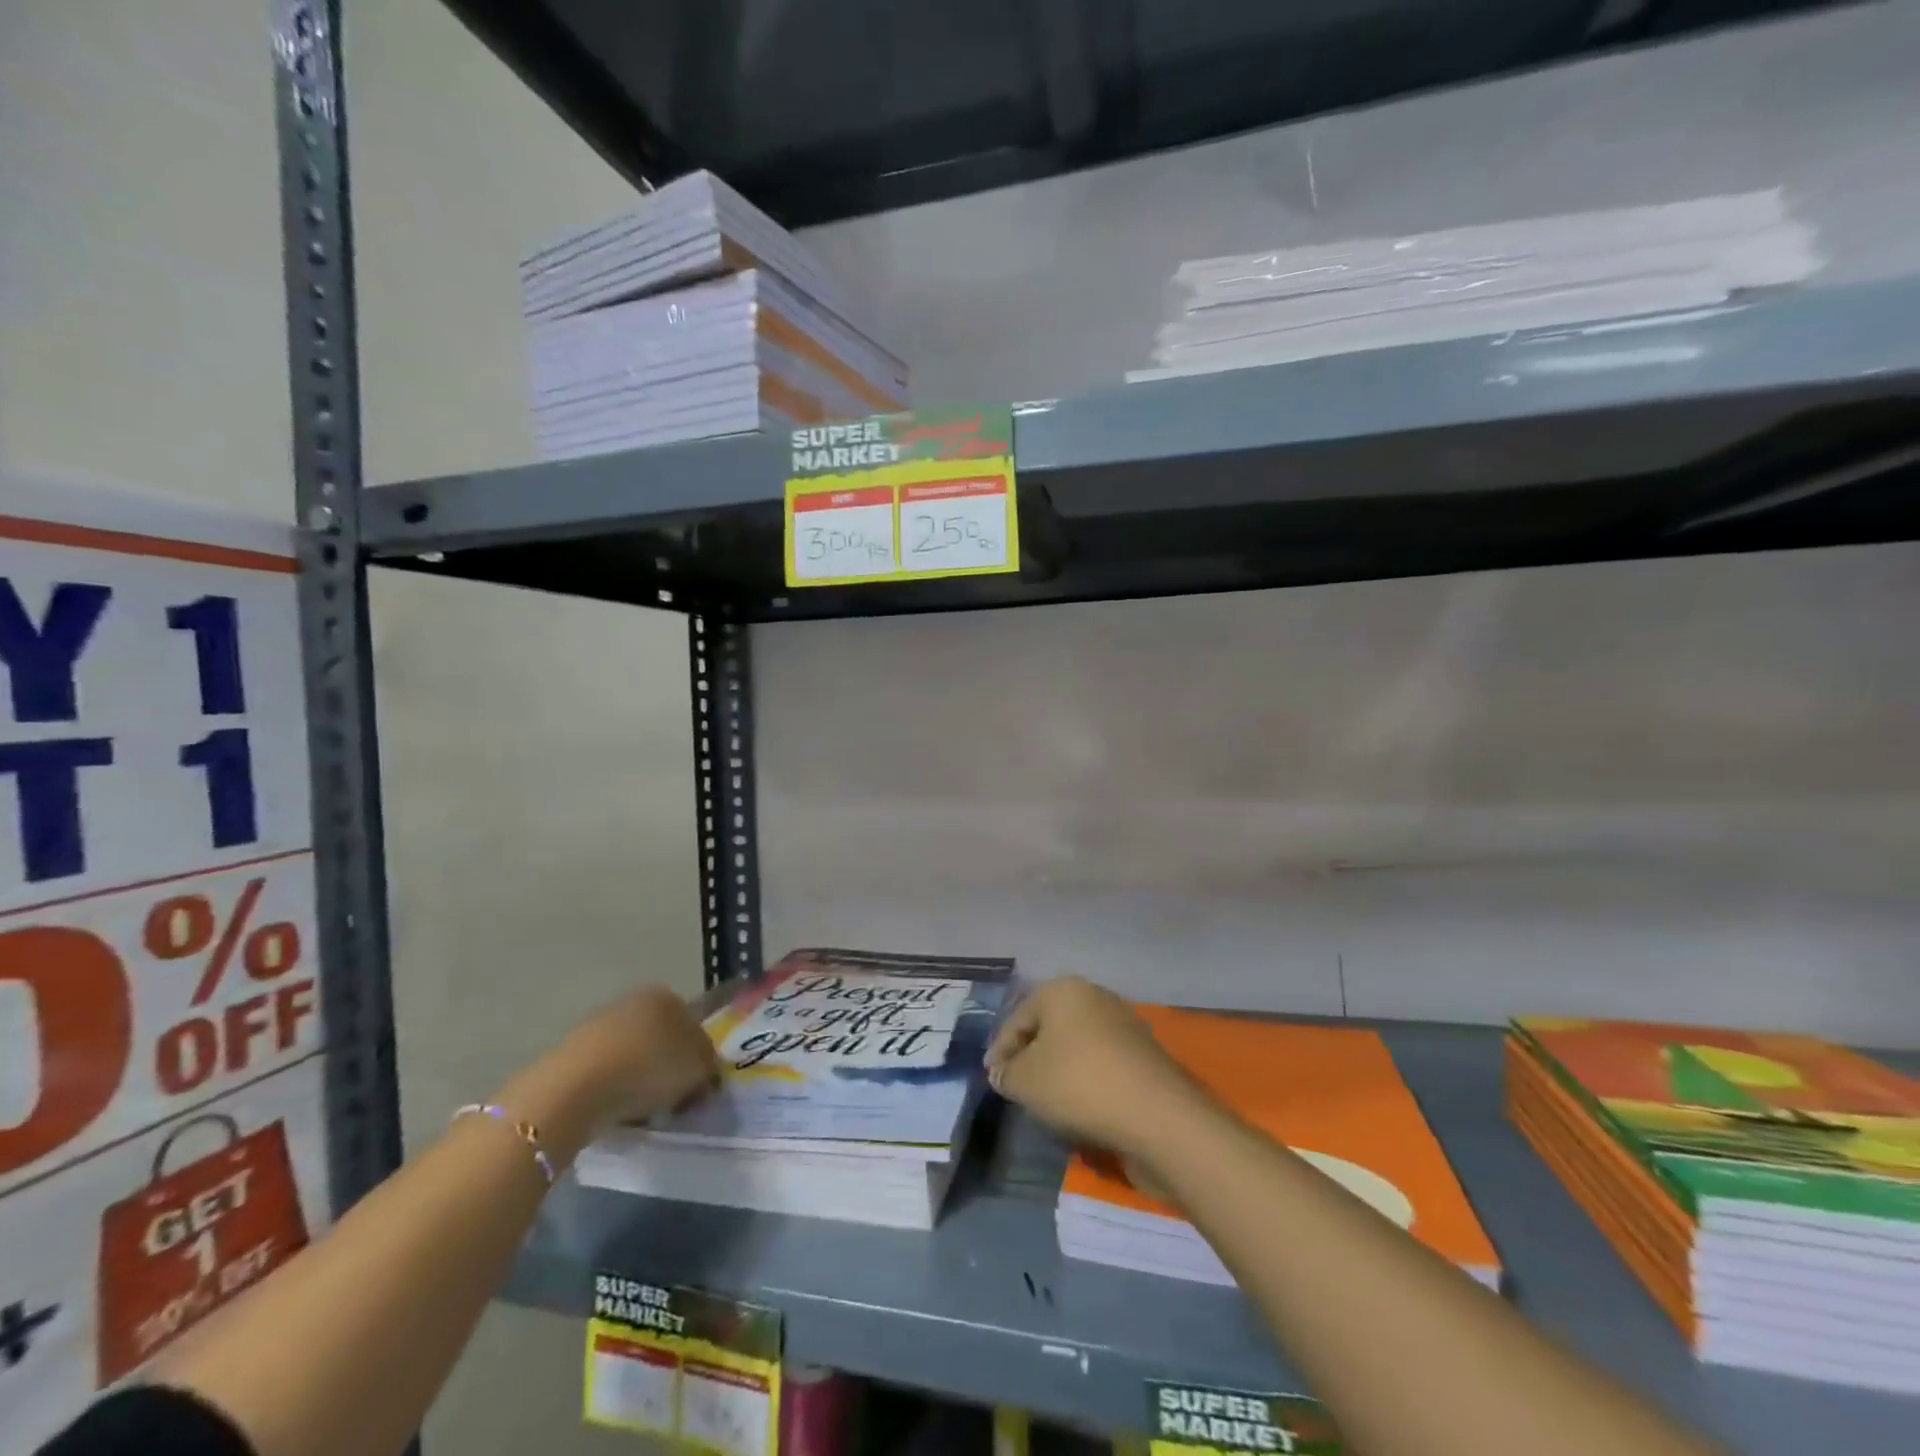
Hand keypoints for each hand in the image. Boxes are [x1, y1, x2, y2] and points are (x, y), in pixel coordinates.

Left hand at [557, 985, 721, 1125]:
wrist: (576, 1087)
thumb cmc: (648, 1067)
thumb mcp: (697, 1069)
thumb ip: (709, 1068)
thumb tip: (706, 1075)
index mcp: (667, 995)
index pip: (692, 1024)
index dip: (698, 1058)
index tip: (696, 1088)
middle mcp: (634, 1000)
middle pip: (661, 1038)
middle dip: (668, 1066)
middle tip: (672, 1100)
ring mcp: (600, 1023)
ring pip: (633, 1054)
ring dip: (639, 1078)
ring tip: (641, 1112)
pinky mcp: (572, 1050)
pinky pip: (605, 1071)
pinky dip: (613, 1088)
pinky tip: (614, 1111)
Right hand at [985, 977, 1211, 1157]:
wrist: (1158, 1116)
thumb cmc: (1079, 1084)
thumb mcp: (1025, 1081)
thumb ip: (1006, 1074)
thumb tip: (1003, 1072)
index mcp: (1063, 989)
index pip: (1019, 1017)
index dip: (1001, 1049)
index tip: (992, 1079)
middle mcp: (1095, 997)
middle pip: (1050, 1028)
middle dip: (1031, 1056)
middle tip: (1017, 1087)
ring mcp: (1124, 1025)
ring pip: (1077, 1047)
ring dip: (1060, 1071)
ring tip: (1048, 1103)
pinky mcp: (1144, 1057)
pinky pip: (1102, 1065)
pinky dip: (1087, 1082)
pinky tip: (1081, 1110)